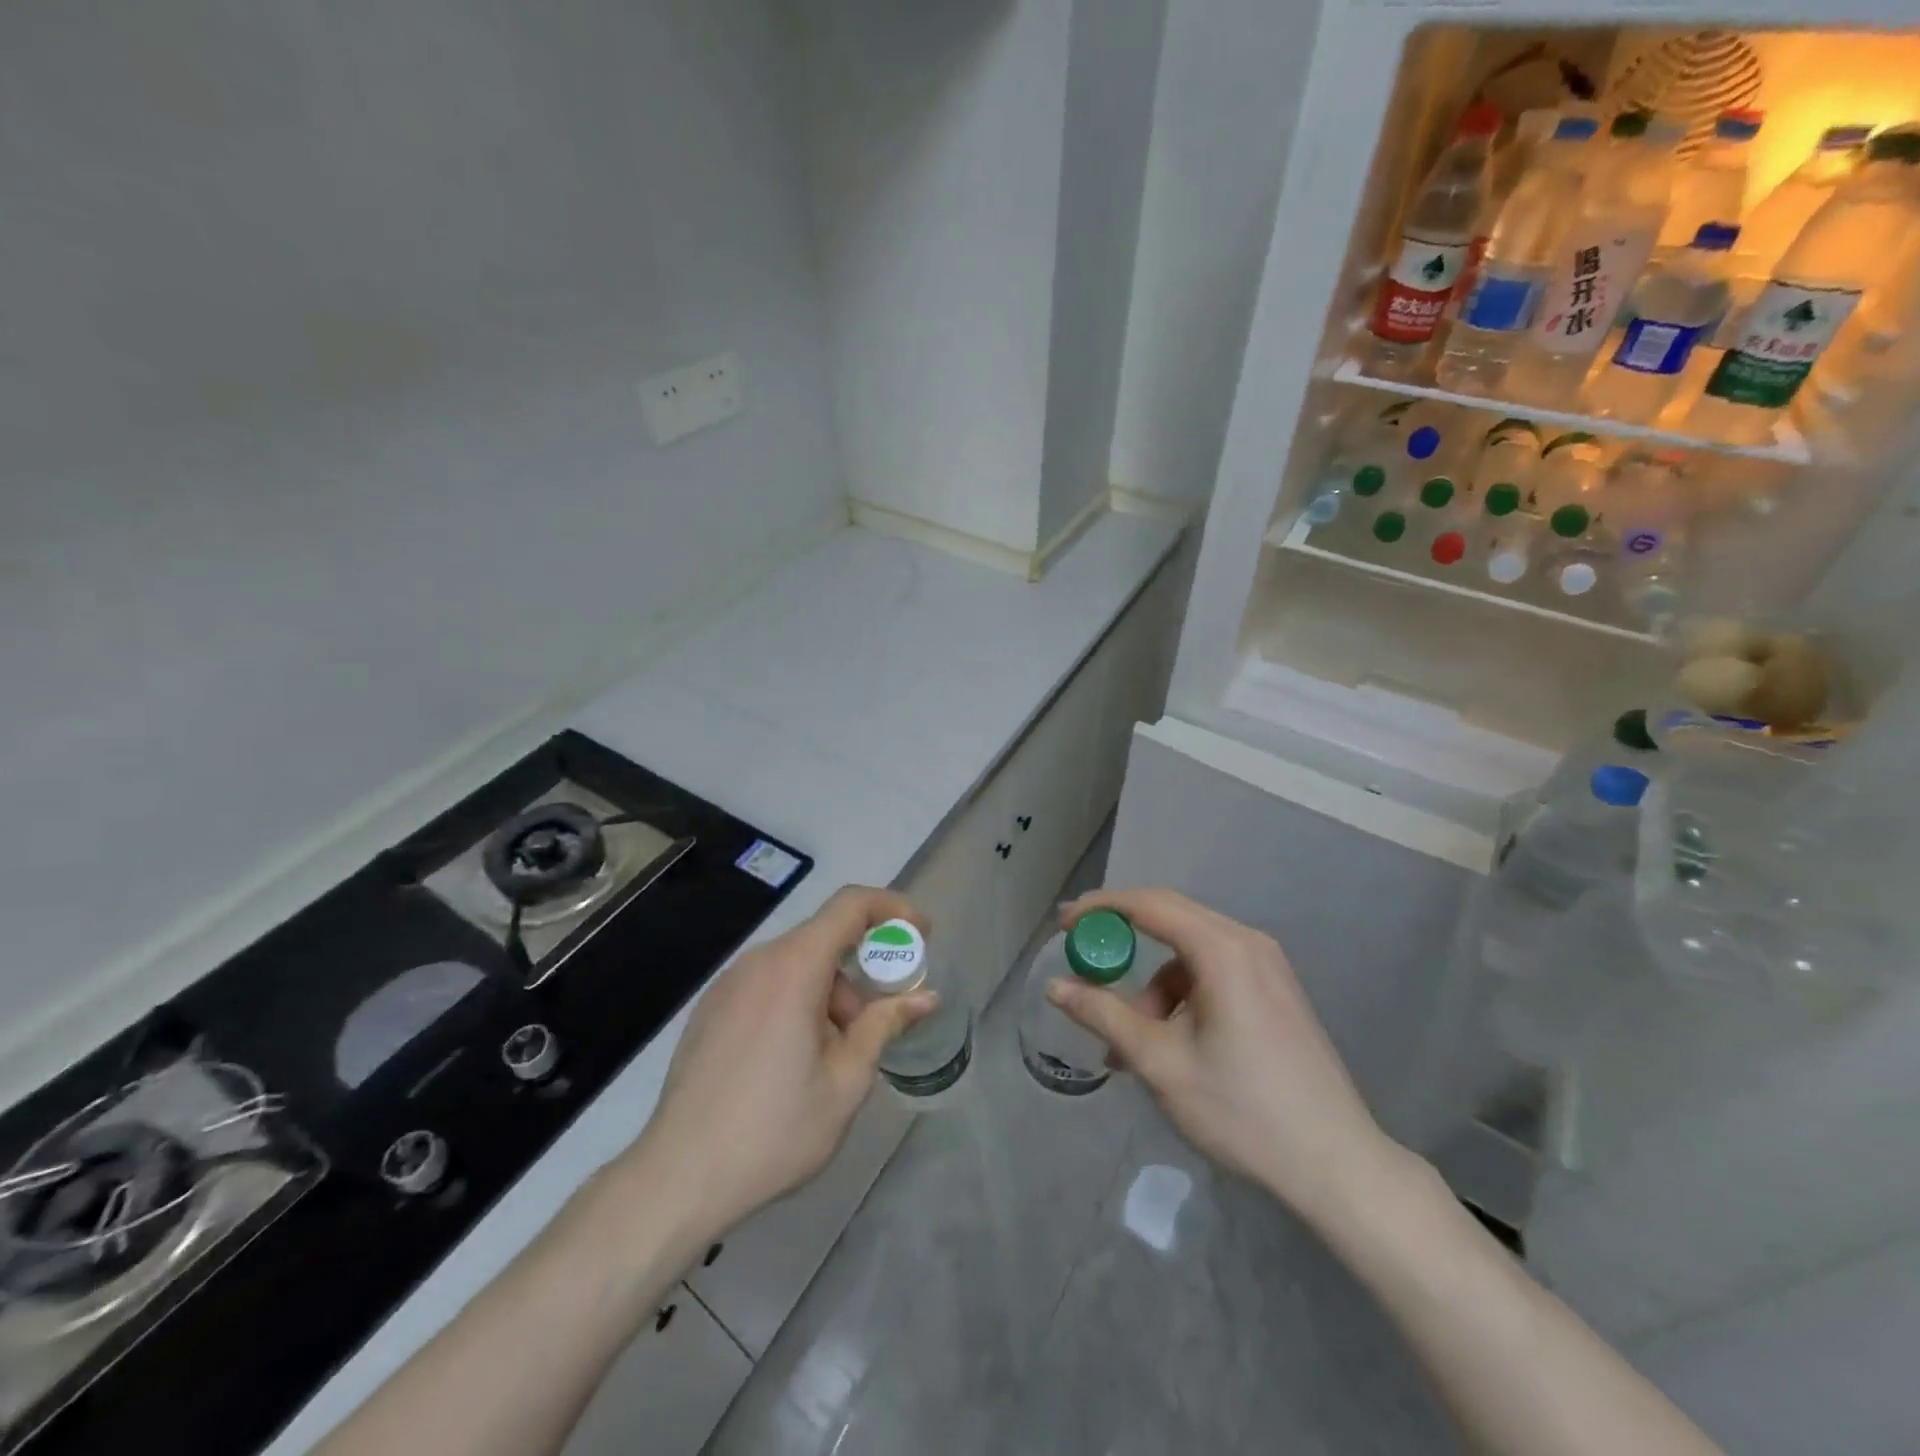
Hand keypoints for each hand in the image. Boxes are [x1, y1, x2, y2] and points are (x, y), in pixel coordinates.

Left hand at [623, 886, 934, 1235]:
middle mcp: (758, 962)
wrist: (679, 1178)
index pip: (850, 905)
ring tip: (835, 1056)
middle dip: (862, 971)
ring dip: (830, 993)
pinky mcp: (711, 1009)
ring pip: (796, 966)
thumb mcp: (846, 1080)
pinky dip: (797, 1002)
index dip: (892, 908)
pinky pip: (768, 985)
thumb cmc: (775, 1129)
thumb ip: (885, 1025)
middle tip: (880, 1020)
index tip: (922, 932)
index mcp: (794, 967)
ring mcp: (728, 984)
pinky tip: (794, 1061)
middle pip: (824, 940)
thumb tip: (927, 997)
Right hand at [1049, 887, 1394, 1226]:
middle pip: (1170, 918)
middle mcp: (1248, 943)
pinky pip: (1213, 971)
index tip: (1063, 923)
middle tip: (1082, 957)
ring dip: (1153, 984)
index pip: (1149, 904)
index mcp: (1223, 950)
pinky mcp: (1275, 990)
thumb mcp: (1159, 1063)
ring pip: (1190, 952)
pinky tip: (1171, 1043)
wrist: (1336, 1164)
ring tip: (1131, 1042)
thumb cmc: (1242, 1110)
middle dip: (1122, 937)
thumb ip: (1103, 1015)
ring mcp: (1267, 966)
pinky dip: (1181, 995)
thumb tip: (1054, 986)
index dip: (1101, 907)